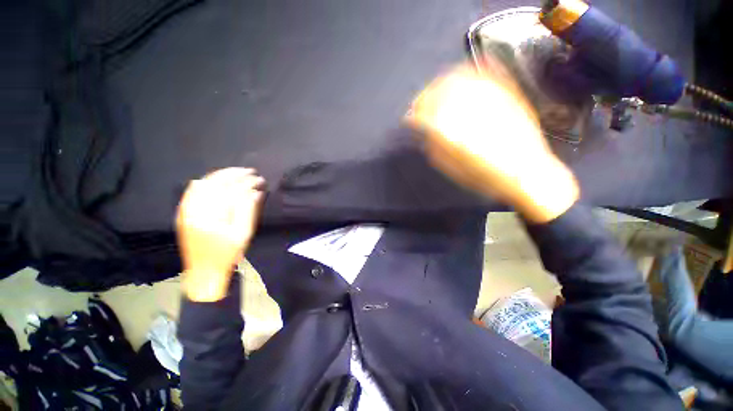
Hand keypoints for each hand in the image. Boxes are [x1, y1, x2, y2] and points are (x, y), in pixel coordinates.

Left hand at [176, 168, 265, 300]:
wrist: (204, 271)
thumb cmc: (227, 254)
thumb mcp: (243, 234)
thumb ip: (248, 210)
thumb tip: (256, 192)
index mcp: (212, 217)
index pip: (231, 191)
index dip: (246, 182)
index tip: (259, 179)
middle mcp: (195, 210)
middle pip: (215, 184)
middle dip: (234, 175)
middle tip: (250, 171)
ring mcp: (186, 211)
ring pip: (202, 184)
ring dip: (219, 175)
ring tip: (235, 172)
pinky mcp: (183, 213)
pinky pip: (190, 192)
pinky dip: (202, 182)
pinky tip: (211, 179)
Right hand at [407, 64, 578, 222]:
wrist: (528, 173)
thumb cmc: (487, 177)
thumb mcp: (455, 170)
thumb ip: (437, 150)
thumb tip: (426, 134)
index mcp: (458, 134)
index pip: (428, 116)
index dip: (414, 116)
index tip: (409, 119)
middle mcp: (473, 111)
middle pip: (441, 92)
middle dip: (424, 97)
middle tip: (419, 105)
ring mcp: (493, 100)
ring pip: (460, 79)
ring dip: (441, 83)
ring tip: (435, 90)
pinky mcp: (508, 95)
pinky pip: (486, 74)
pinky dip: (469, 71)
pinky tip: (460, 73)